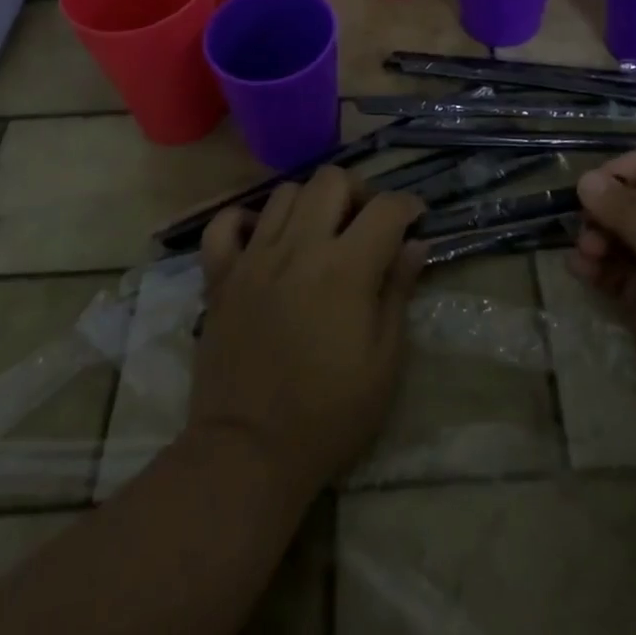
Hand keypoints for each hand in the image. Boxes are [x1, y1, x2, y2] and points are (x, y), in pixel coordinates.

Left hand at [191, 166, 424, 495]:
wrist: (248, 454)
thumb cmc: (329, 415)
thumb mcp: (384, 362)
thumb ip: (398, 292)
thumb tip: (415, 244)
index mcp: (345, 268)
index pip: (385, 208)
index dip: (408, 205)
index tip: (415, 218)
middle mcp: (299, 247)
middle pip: (331, 179)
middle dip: (358, 191)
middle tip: (365, 223)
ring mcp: (254, 257)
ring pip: (284, 193)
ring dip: (310, 203)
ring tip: (319, 233)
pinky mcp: (220, 276)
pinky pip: (224, 224)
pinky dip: (244, 221)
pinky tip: (262, 240)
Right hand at [571, 149, 635, 457]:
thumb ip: (632, 214)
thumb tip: (586, 180)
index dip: (635, 166)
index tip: (598, 182)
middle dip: (610, 206)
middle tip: (585, 222)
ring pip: (625, 235)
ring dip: (599, 235)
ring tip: (585, 252)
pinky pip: (618, 271)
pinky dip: (598, 266)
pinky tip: (580, 270)